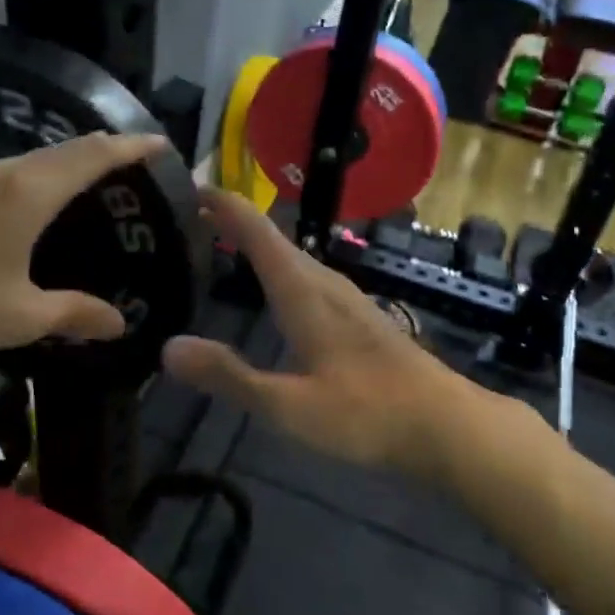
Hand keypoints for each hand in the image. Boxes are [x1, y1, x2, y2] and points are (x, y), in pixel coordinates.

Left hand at [0, 132, 171, 360]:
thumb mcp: (20, 315)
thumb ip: (74, 313)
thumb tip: (119, 322)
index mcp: (31, 192)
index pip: (94, 155)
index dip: (131, 146)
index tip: (162, 142)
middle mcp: (7, 173)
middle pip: (69, 147)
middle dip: (109, 147)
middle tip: (141, 162)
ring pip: (42, 156)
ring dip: (76, 158)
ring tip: (104, 176)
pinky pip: (20, 169)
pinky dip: (49, 172)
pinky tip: (49, 197)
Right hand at [161, 191, 471, 474]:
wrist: (447, 426)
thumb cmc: (367, 414)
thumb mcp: (289, 406)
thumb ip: (229, 376)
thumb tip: (167, 347)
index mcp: (303, 293)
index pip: (257, 232)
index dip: (223, 206)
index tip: (187, 189)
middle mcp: (325, 284)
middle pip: (273, 239)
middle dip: (232, 223)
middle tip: (187, 222)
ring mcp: (348, 300)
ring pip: (293, 258)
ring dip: (257, 246)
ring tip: (222, 247)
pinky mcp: (360, 318)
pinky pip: (308, 277)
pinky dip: (279, 269)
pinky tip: (276, 292)